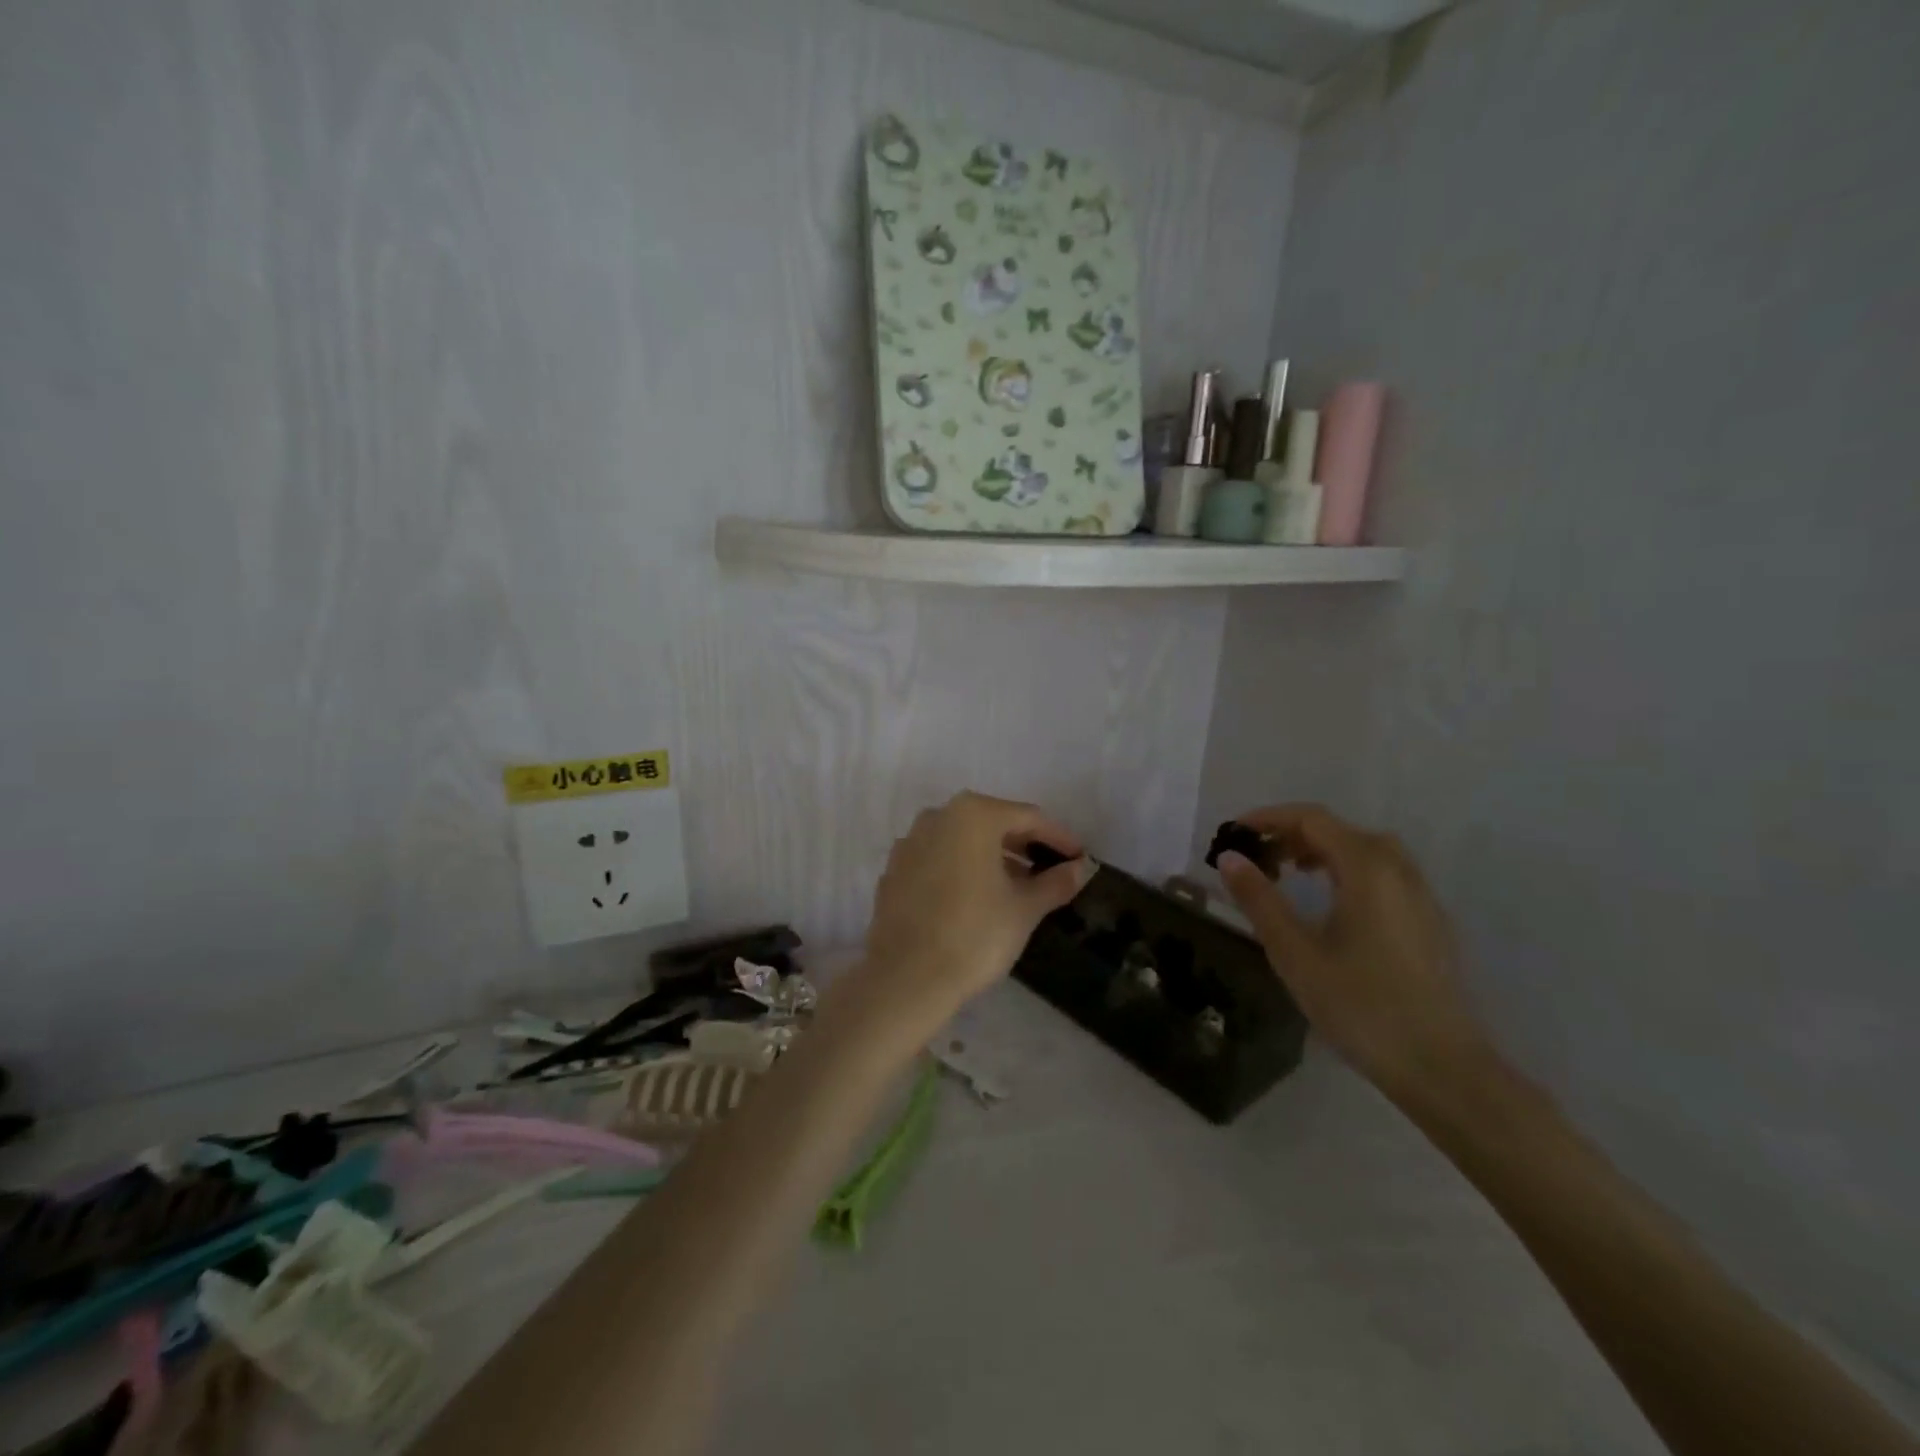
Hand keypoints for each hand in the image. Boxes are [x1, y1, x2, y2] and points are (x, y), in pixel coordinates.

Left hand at [849, 792, 1090, 1039]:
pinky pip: (938, 859)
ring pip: (962, 841)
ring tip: (1018, 885)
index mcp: (973, 815)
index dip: (1058, 838)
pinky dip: (962, 869)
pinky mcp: (894, 870)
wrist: (906, 978)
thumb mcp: (1025, 909)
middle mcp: (938, 816)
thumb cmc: (975, 935)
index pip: (1028, 818)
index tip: (1079, 858)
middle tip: (1050, 870)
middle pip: (992, 823)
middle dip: (1023, 845)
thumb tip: (1079, 869)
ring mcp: (910, 842)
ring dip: (992, 857)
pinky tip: (977, 897)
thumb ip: (1055, 882)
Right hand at [1215, 804, 1491, 1109]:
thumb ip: (1259, 899)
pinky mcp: (1428, 921)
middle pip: (1339, 830)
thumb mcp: (1294, 952)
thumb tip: (1229, 857)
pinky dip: (1347, 870)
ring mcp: (1420, 895)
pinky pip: (1382, 874)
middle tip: (1257, 859)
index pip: (1312, 819)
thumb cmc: (1360, 1005)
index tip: (1232, 833)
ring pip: (1364, 851)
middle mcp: (1399, 870)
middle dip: (1292, 834)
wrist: (1441, 1067)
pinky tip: (1330, 905)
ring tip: (1288, 875)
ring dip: (1321, 851)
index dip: (1268, 818)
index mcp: (1367, 868)